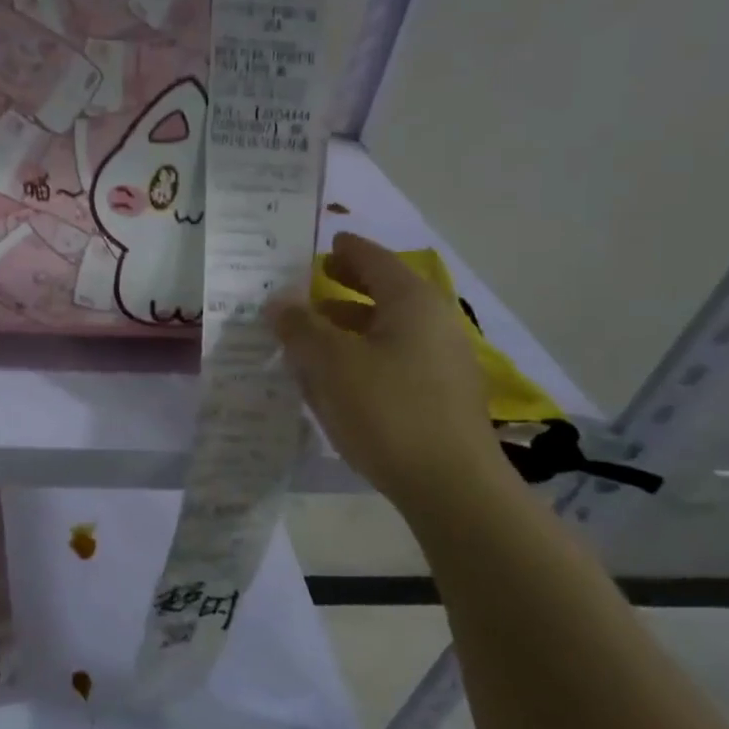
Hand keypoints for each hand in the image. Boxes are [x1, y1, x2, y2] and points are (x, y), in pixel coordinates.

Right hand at [269, 233, 506, 506]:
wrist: (450, 485)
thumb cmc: (386, 409)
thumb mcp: (330, 363)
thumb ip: (300, 327)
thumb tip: (278, 301)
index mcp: (411, 301)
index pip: (374, 259)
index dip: (346, 250)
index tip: (324, 243)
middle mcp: (434, 322)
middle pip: (384, 292)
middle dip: (346, 287)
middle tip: (311, 285)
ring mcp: (443, 360)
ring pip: (388, 329)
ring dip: (350, 326)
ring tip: (311, 335)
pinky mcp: (441, 395)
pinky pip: (395, 359)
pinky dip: (364, 355)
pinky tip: (338, 377)